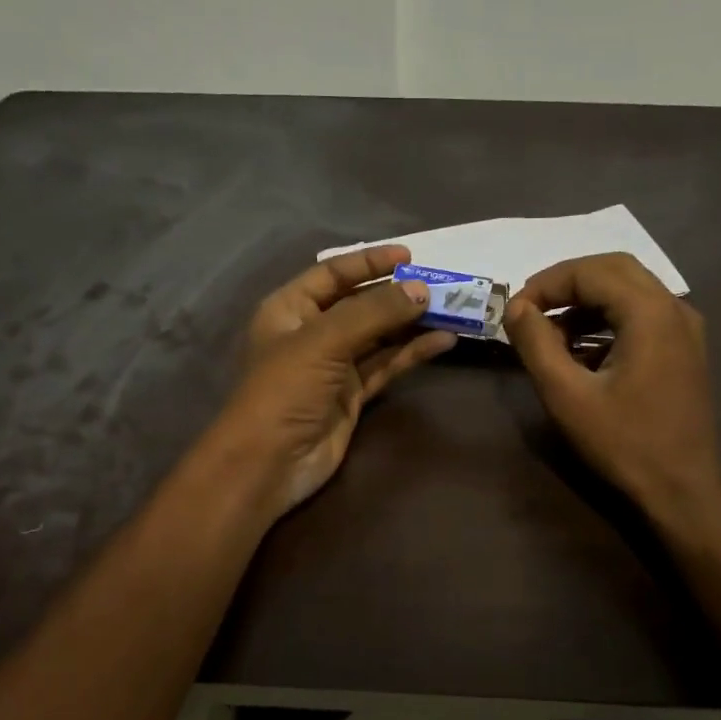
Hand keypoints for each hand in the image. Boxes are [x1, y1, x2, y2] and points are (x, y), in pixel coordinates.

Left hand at [211, 245, 455, 518]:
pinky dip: (412, 353)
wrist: (269, 463)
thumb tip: (421, 290)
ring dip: (411, 324)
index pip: (333, 274)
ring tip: (451, 310)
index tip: (410, 256)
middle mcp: (312, 332)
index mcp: (290, 309)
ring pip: (378, 336)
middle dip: (397, 294)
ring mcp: (334, 366)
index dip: (369, 263)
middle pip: (360, 304)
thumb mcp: (324, 341)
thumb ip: (374, 313)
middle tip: (440, 285)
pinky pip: (386, 366)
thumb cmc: (285, 389)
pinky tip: (442, 342)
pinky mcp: (353, 395)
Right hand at [504, 253, 720, 530]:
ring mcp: (685, 329)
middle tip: (531, 310)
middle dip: (567, 284)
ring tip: (550, 334)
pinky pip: (642, 315)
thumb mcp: (567, 395)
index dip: (546, 284)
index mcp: (650, 312)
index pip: (590, 271)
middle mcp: (675, 308)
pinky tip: (582, 352)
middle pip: (614, 269)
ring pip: (629, 290)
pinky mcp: (685, 350)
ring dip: (586, 302)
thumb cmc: (623, 443)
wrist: (681, 490)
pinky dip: (608, 320)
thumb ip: (536, 344)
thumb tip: (516, 307)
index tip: (514, 312)